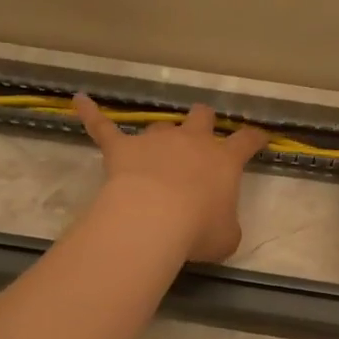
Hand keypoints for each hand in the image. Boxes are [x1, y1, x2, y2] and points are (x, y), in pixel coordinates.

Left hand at [74, 95, 268, 262]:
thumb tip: (220, 226)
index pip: (246, 141)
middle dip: (203, 121)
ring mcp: (155, 140)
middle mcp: (192, 141)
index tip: (259, 137)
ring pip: (161, 125)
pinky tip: (79, 101)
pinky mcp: (121, 147)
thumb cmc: (198, 229)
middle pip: (201, 116)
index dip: (254, 138)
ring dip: (161, 135)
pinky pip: (103, 126)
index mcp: (224, 160)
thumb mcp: (227, 237)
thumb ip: (226, 226)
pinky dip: (91, 114)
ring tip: (154, 150)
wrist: (153, 219)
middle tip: (202, 132)